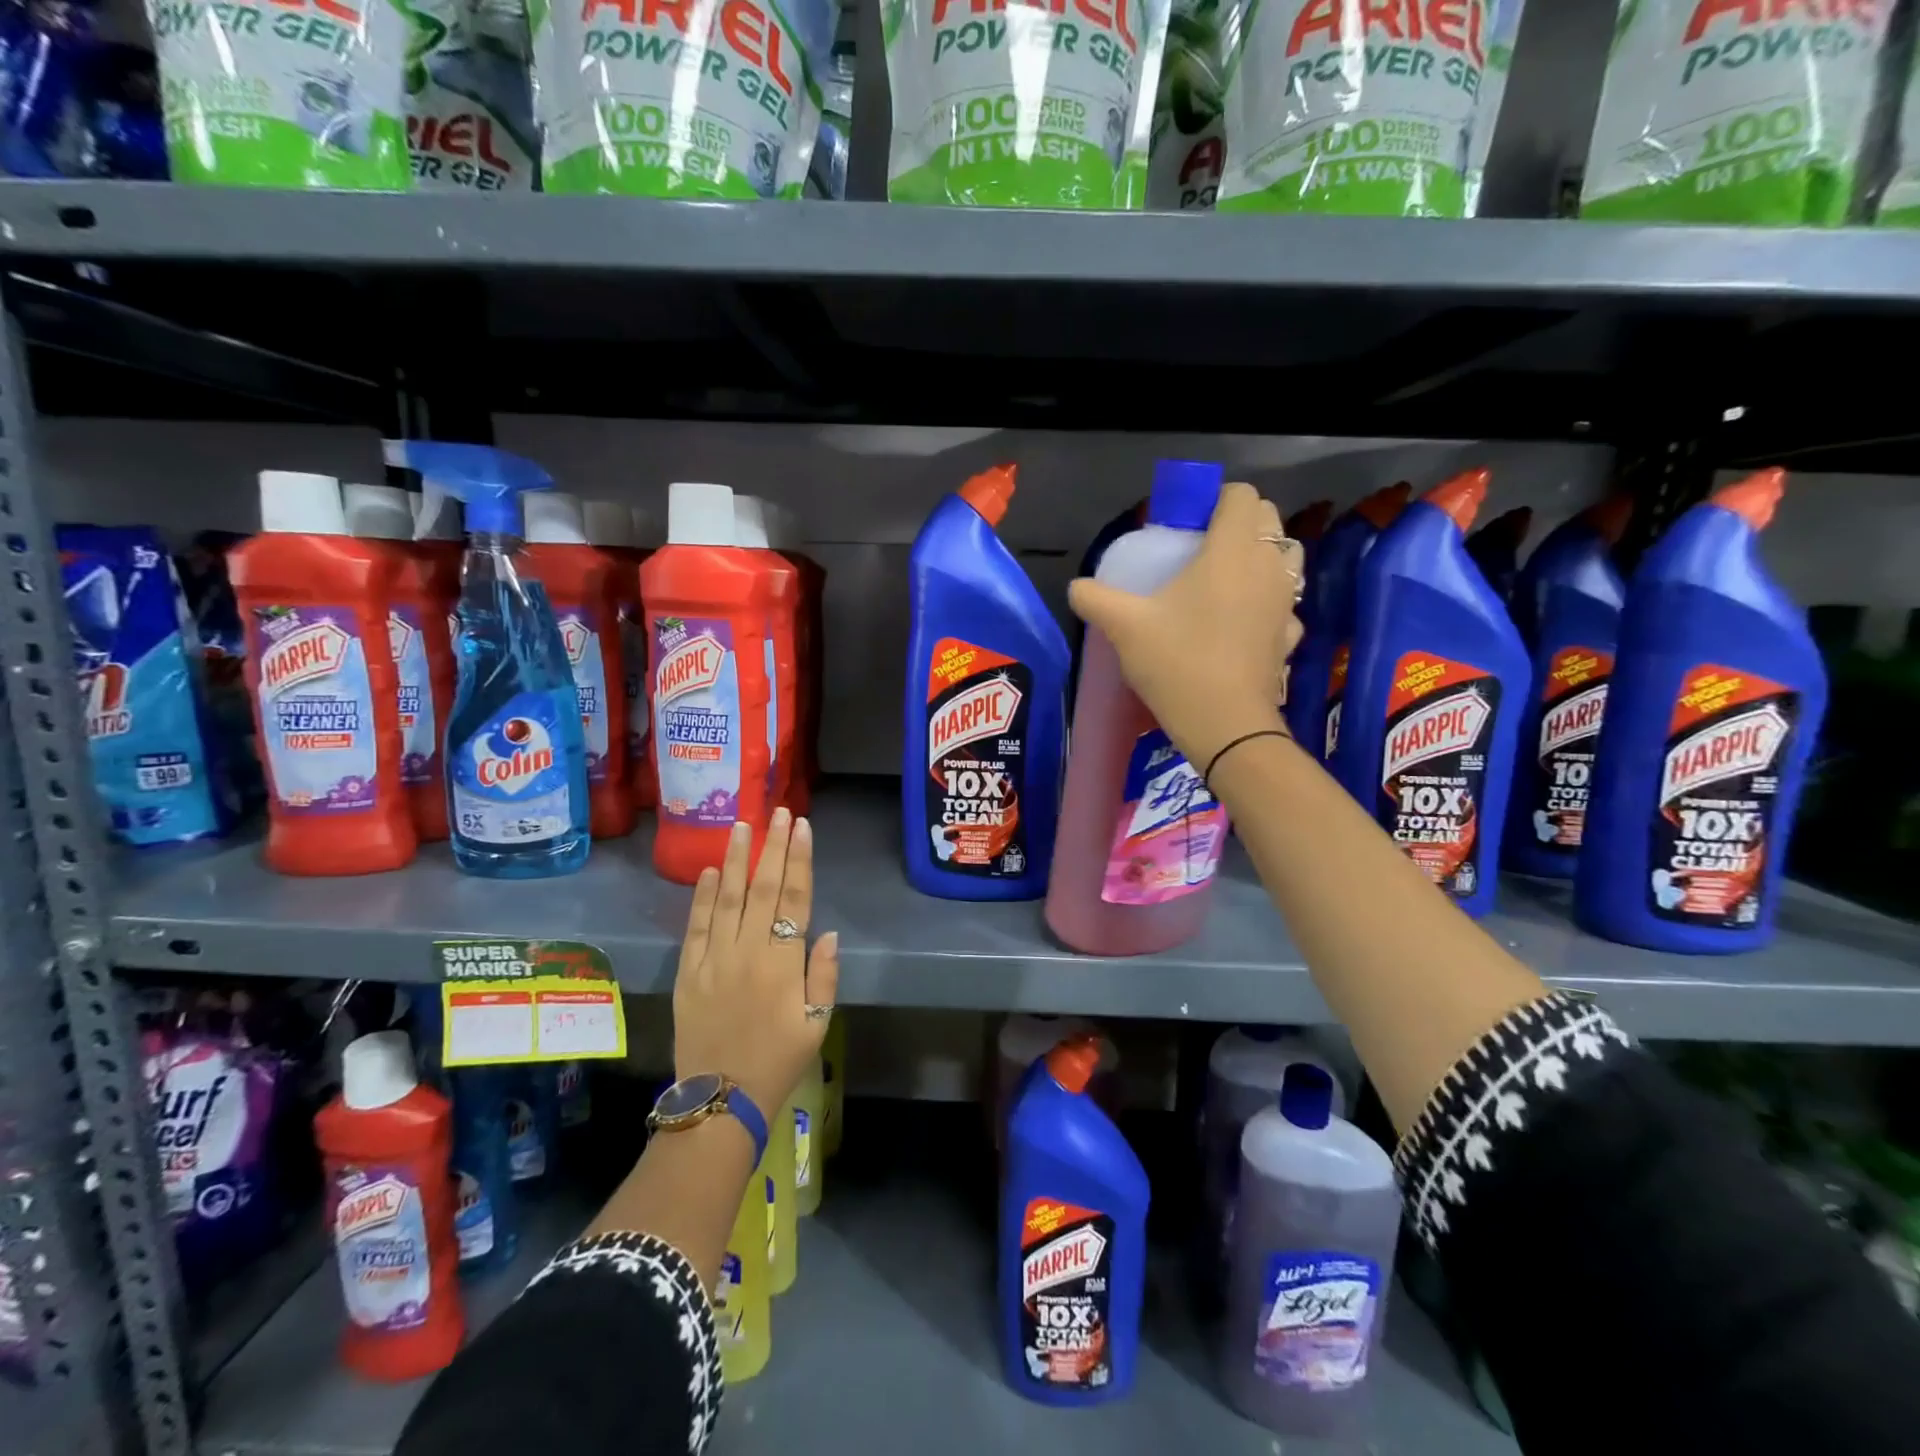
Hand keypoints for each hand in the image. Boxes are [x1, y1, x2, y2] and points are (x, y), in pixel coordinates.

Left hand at [673, 809, 838, 1119]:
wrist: (721, 1100)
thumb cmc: (778, 1061)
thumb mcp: (817, 1024)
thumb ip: (823, 976)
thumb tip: (826, 932)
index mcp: (783, 962)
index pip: (795, 898)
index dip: (800, 860)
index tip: (802, 827)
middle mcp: (748, 951)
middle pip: (763, 888)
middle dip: (772, 847)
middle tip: (778, 812)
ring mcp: (714, 959)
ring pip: (726, 899)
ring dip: (735, 860)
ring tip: (741, 826)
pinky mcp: (688, 973)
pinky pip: (695, 927)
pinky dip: (702, 897)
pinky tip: (708, 872)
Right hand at [1067, 482, 1303, 770]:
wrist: (1224, 723)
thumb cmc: (1176, 662)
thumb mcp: (1124, 627)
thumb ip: (1095, 598)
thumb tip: (1076, 587)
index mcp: (1231, 549)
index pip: (1241, 495)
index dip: (1216, 499)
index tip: (1187, 523)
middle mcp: (1268, 564)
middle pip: (1267, 518)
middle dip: (1238, 522)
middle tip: (1200, 548)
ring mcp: (1285, 600)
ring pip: (1285, 557)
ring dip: (1260, 556)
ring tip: (1225, 579)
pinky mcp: (1290, 633)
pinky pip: (1283, 602)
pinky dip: (1266, 600)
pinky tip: (1240, 622)